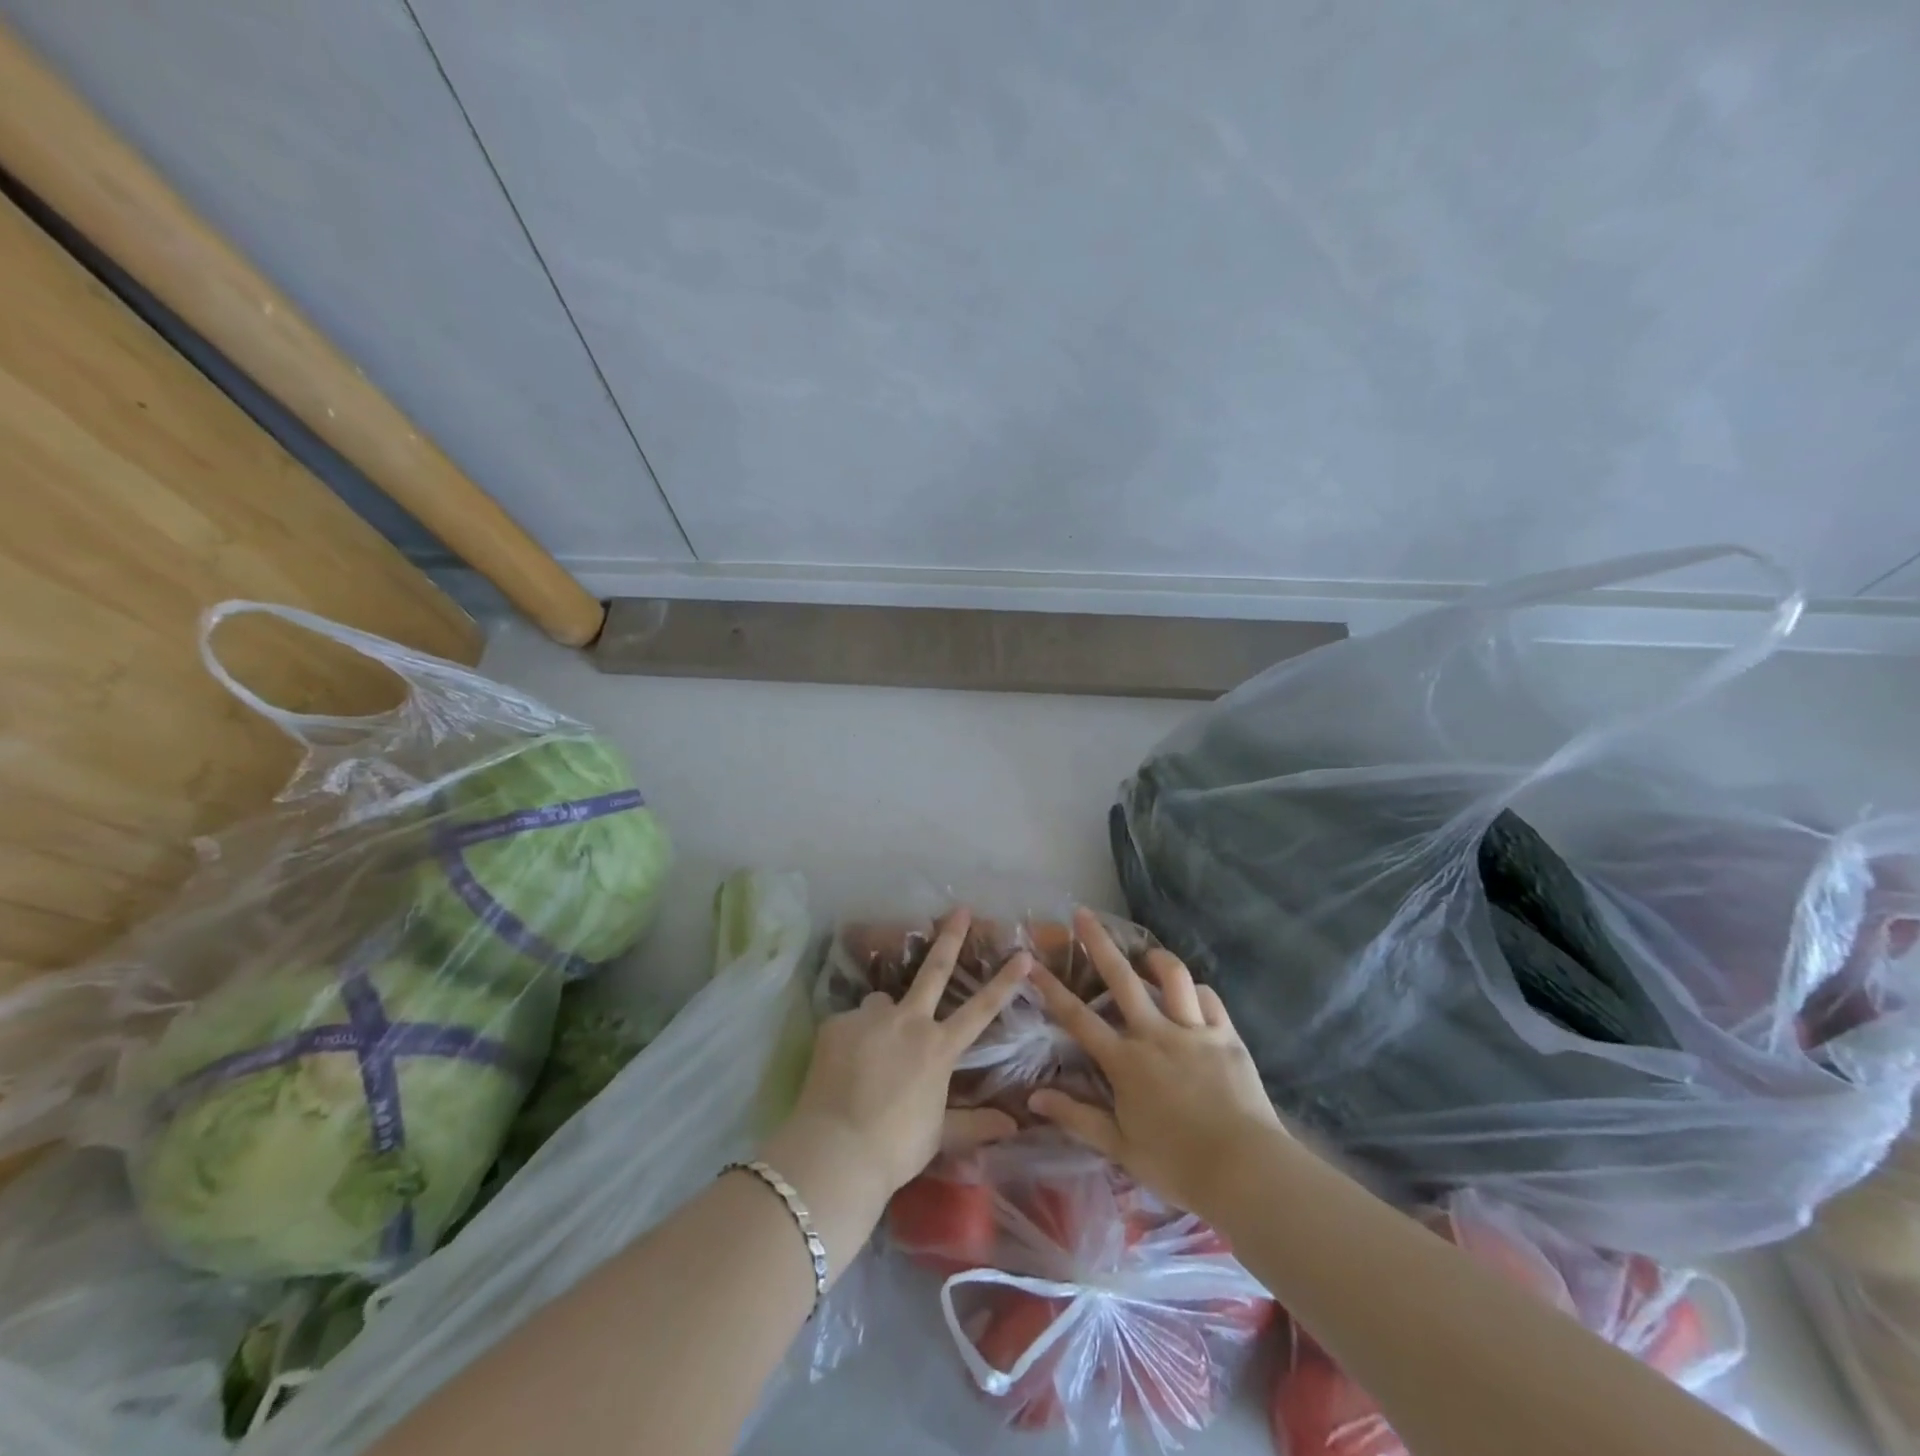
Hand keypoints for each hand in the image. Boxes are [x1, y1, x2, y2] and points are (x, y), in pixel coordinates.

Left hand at [772, 909, 1031, 1203]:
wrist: (836, 1150)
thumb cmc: (896, 1147)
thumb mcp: (939, 1135)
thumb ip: (975, 1123)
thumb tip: (1014, 1125)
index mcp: (938, 1048)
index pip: (980, 1010)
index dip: (1004, 981)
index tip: (1023, 954)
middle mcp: (908, 1021)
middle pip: (934, 971)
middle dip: (950, 937)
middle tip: (959, 909)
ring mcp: (870, 1018)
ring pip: (881, 1002)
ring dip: (882, 1016)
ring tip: (870, 1049)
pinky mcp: (837, 1023)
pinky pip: (849, 1024)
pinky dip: (850, 1039)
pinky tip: (842, 1066)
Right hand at [1027, 908, 1286, 1219]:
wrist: (1246, 1171)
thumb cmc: (1177, 1165)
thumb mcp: (1120, 1147)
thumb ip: (1077, 1117)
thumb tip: (1034, 1098)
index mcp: (1125, 1061)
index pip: (1078, 1018)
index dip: (1052, 989)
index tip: (1031, 963)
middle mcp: (1156, 1034)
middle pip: (1122, 979)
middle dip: (1099, 943)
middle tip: (1083, 914)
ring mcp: (1194, 1031)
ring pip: (1173, 977)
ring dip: (1156, 958)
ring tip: (1146, 953)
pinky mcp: (1227, 1036)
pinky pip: (1210, 999)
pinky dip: (1197, 991)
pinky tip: (1191, 994)